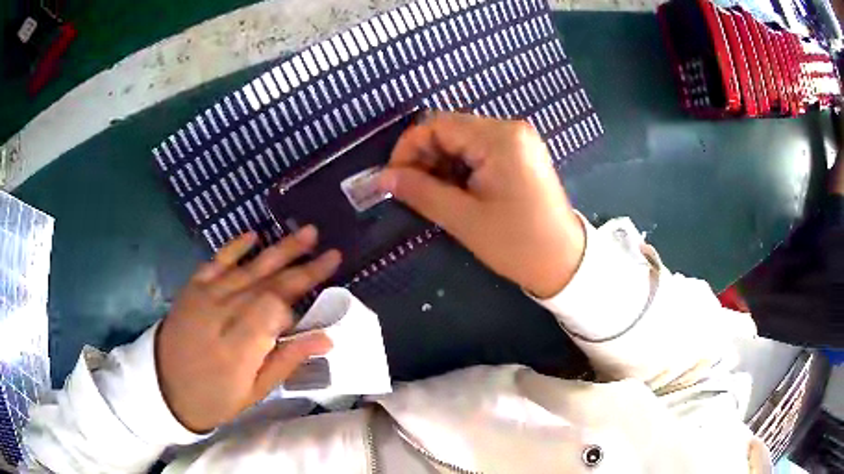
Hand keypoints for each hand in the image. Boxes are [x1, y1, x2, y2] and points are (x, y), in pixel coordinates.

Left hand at [155, 227, 340, 432]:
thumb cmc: (215, 396)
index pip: (276, 309)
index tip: (308, 314)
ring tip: (308, 233)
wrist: (165, 385)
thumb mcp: (255, 391)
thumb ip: (287, 361)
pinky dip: (236, 247)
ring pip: (249, 267)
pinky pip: (217, 260)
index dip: (297, 306)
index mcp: (239, 346)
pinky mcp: (193, 286)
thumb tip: (326, 339)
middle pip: (269, 283)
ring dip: (281, 249)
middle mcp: (223, 313)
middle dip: (303, 268)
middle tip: (333, 253)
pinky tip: (255, 234)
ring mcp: (206, 295)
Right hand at [379, 113, 584, 297]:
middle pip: (450, 129)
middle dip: (424, 157)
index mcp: (499, 138)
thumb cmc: (517, 243)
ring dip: (441, 163)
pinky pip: (480, 149)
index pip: (438, 125)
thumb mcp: (463, 219)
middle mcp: (510, 128)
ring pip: (463, 140)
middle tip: (411, 191)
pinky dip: (461, 166)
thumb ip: (420, 192)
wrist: (564, 262)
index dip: (408, 148)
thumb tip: (382, 178)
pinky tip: (456, 190)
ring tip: (433, 194)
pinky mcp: (521, 153)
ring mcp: (518, 140)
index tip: (393, 179)